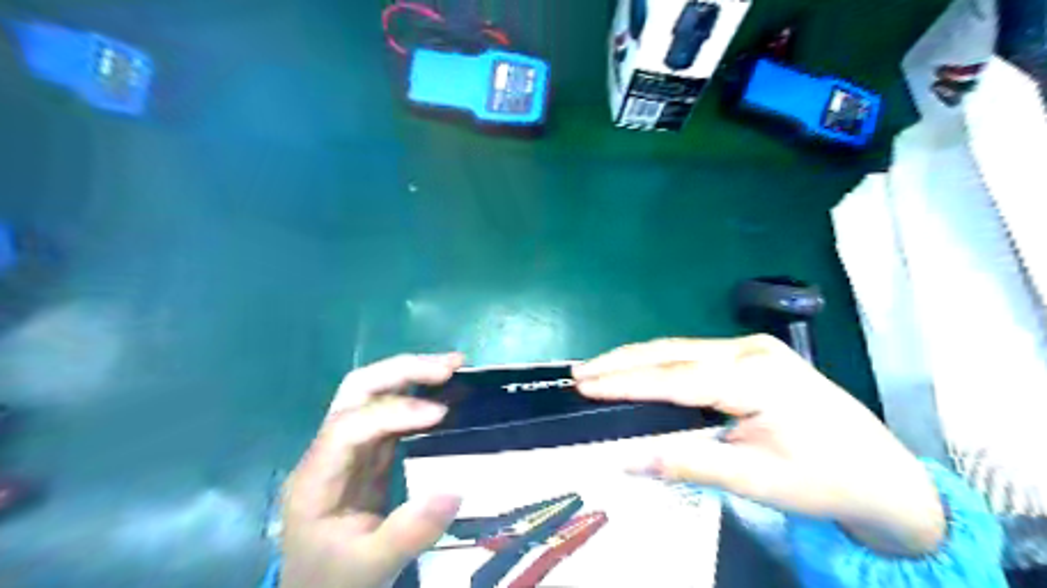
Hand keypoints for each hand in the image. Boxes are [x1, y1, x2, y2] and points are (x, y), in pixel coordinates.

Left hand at [279, 354, 462, 587]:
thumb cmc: (336, 582)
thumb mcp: (372, 567)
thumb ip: (408, 532)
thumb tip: (455, 490)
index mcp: (316, 478)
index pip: (348, 426)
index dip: (394, 412)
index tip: (440, 415)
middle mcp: (328, 451)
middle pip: (356, 390)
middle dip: (402, 371)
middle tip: (450, 367)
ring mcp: (348, 449)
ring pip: (373, 393)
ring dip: (412, 374)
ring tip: (454, 367)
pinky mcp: (368, 453)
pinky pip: (391, 413)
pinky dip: (418, 397)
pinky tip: (445, 394)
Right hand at [572, 335, 950, 555]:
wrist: (885, 475)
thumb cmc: (824, 479)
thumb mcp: (755, 480)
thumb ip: (688, 463)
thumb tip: (626, 459)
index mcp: (756, 377)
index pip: (674, 377)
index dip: (625, 382)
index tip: (584, 387)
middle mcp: (750, 350)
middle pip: (672, 352)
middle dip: (622, 362)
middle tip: (579, 372)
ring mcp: (752, 348)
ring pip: (680, 349)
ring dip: (637, 359)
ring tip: (598, 370)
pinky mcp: (752, 354)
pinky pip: (693, 354)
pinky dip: (659, 363)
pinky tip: (639, 370)